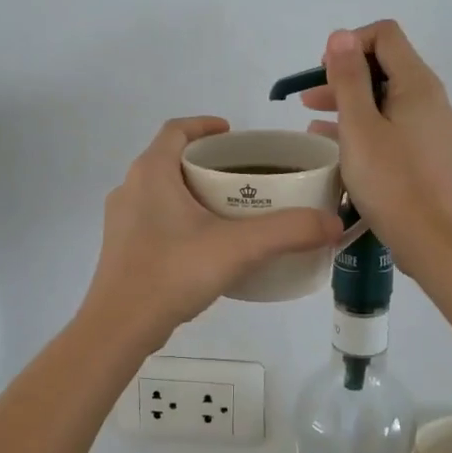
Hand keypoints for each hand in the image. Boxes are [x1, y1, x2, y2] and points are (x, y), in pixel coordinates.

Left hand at [82, 116, 343, 349]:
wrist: (119, 327)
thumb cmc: (173, 273)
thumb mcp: (237, 248)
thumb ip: (287, 231)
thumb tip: (332, 222)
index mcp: (152, 172)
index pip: (176, 129)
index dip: (205, 125)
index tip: (234, 135)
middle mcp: (130, 187)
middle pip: (171, 159)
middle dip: (206, 161)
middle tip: (243, 175)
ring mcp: (121, 219)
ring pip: (161, 190)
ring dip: (192, 190)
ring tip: (229, 208)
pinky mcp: (122, 247)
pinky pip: (154, 217)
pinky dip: (180, 217)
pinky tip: (205, 244)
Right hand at [301, 22, 451, 266]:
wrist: (431, 239)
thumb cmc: (390, 180)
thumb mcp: (359, 126)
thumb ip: (348, 78)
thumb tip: (341, 35)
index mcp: (419, 85)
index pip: (386, 35)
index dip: (350, 44)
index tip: (324, 72)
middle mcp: (433, 100)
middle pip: (386, 67)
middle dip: (345, 76)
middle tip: (309, 98)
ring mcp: (434, 129)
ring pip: (388, 100)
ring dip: (351, 103)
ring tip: (312, 121)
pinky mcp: (430, 155)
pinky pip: (394, 126)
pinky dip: (365, 127)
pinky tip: (334, 144)